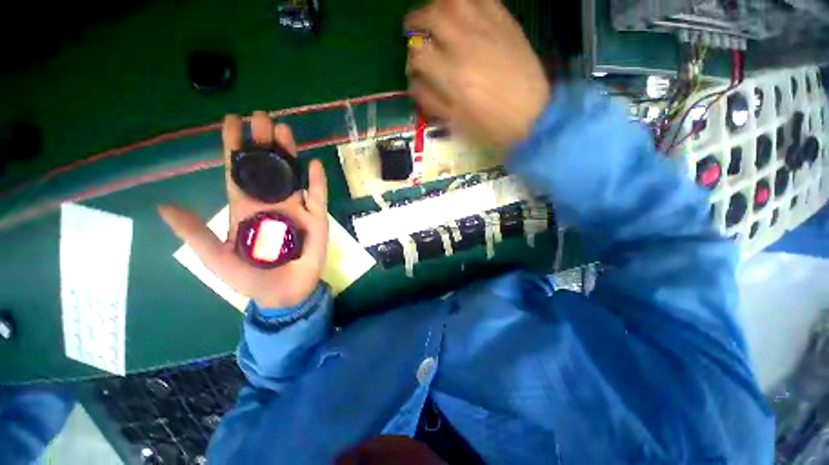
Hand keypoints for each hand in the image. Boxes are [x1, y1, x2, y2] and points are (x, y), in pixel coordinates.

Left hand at [159, 112, 328, 308]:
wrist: (282, 293)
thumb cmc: (250, 278)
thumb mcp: (215, 257)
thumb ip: (194, 232)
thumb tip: (164, 206)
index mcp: (245, 207)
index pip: (238, 171)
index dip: (234, 146)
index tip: (232, 120)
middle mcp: (270, 202)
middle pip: (266, 167)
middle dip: (263, 142)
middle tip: (262, 117)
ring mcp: (296, 209)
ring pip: (292, 176)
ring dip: (288, 155)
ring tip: (285, 131)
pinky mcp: (315, 219)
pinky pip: (316, 197)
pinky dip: (316, 182)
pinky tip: (313, 165)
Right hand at [405, 0, 549, 147]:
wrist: (533, 116)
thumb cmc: (491, 126)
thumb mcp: (456, 123)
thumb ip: (432, 101)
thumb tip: (415, 84)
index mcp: (452, 75)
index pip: (419, 54)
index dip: (411, 58)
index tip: (413, 66)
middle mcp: (466, 45)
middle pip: (433, 16)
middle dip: (417, 20)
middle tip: (414, 28)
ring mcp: (488, 30)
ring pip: (457, 0)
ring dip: (440, 4)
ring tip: (437, 14)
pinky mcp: (507, 25)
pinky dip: (469, 1)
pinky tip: (464, 11)